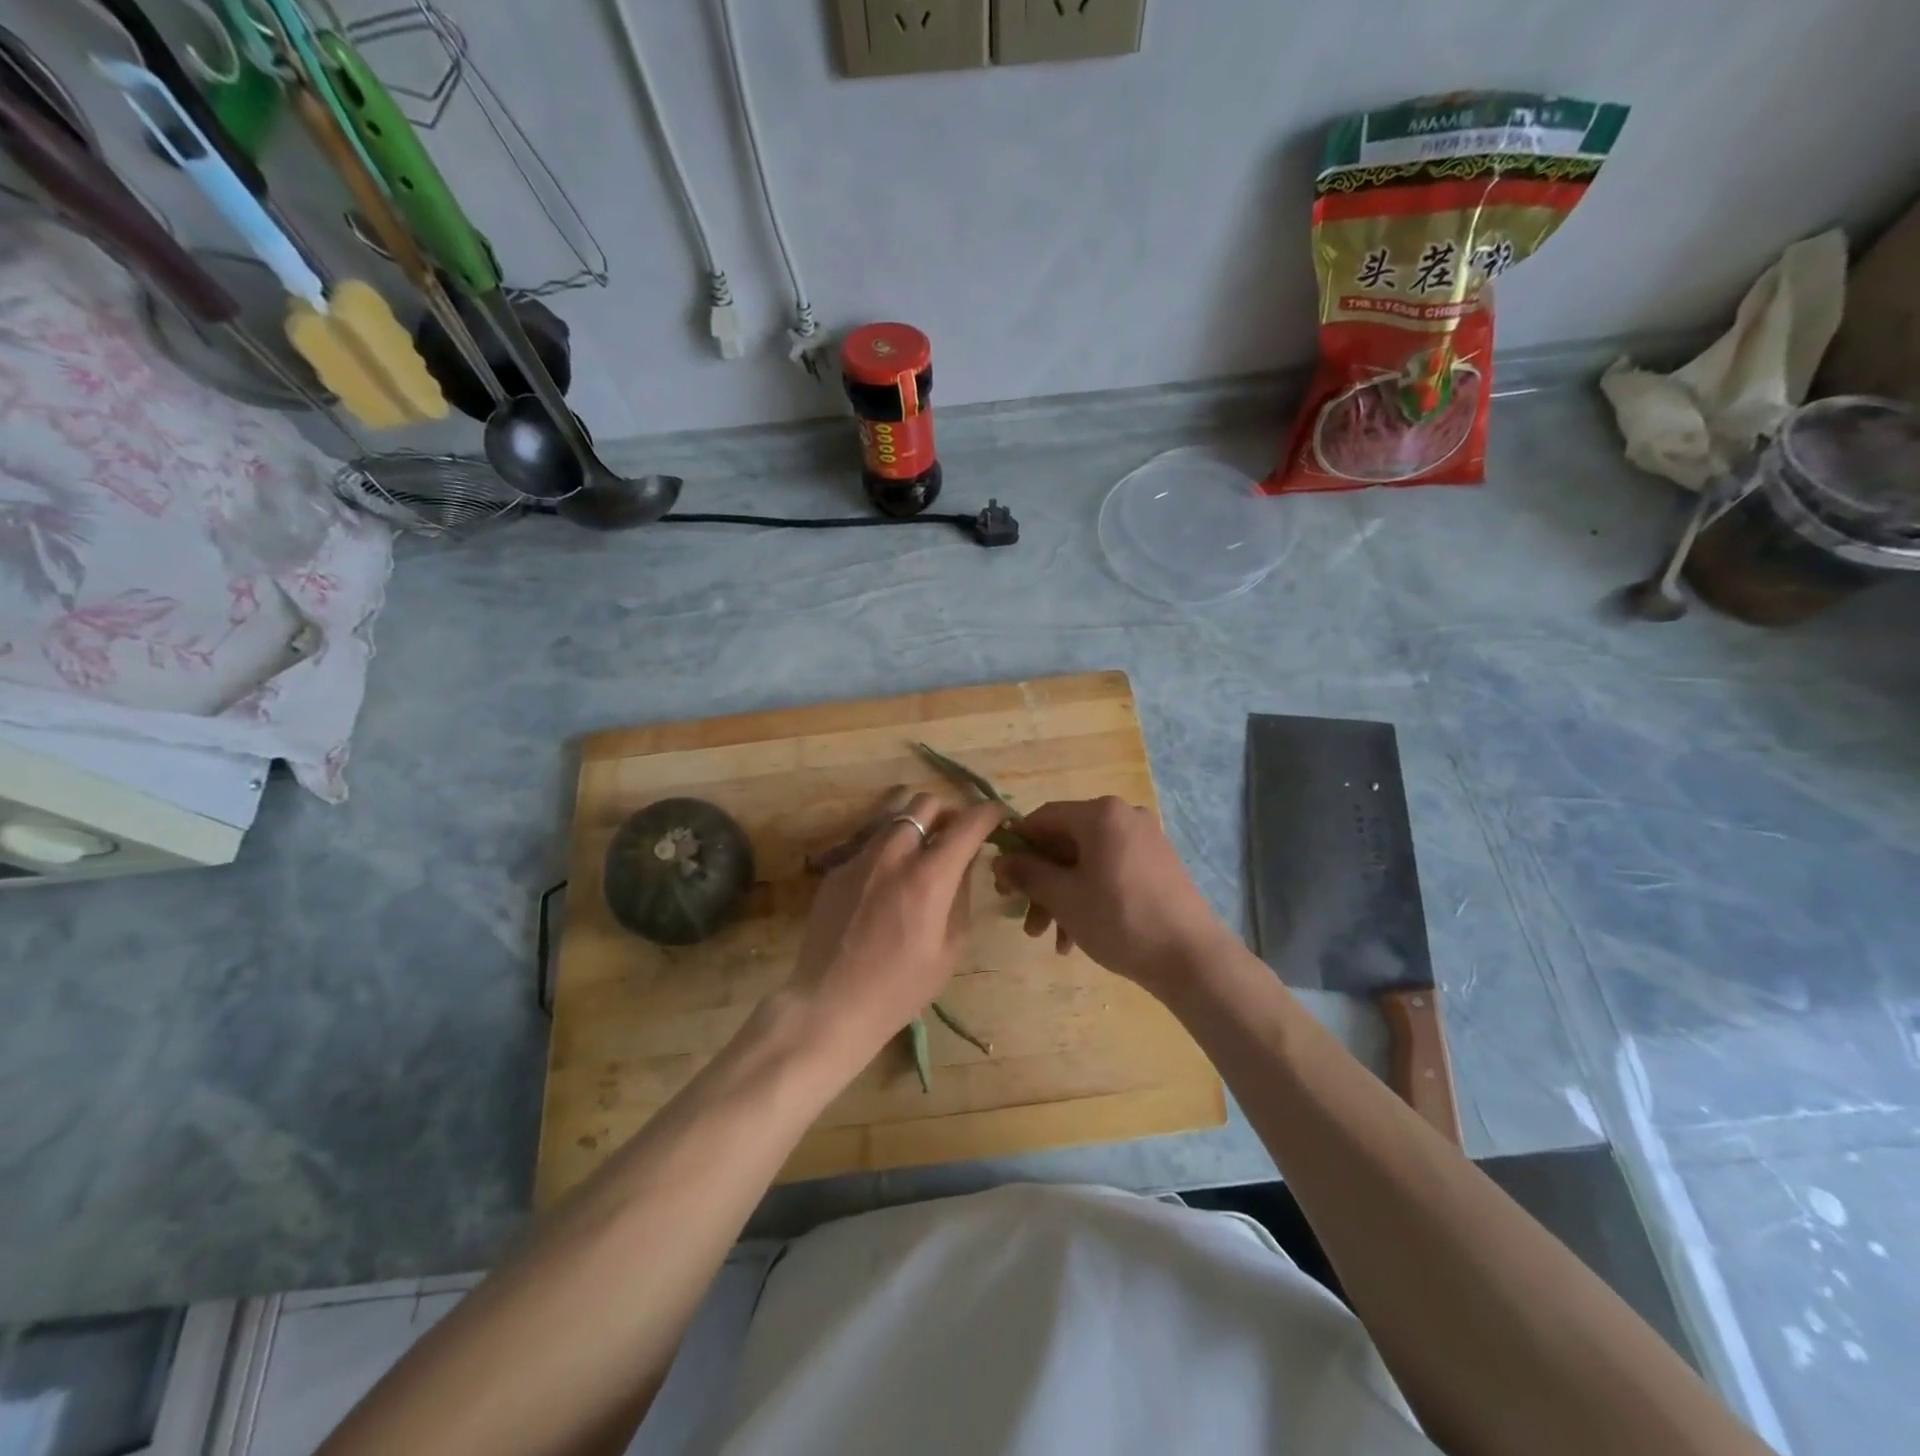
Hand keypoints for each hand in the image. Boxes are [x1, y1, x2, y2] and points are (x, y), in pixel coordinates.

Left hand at [788, 791, 1006, 1069]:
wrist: (830, 1004)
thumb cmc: (900, 987)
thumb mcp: (950, 947)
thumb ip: (961, 894)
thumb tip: (965, 860)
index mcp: (929, 876)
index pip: (967, 823)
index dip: (989, 812)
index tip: (998, 816)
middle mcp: (893, 854)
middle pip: (926, 804)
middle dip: (948, 814)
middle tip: (956, 839)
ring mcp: (859, 858)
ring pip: (894, 818)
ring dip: (916, 828)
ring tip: (921, 856)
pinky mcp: (836, 869)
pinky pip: (869, 844)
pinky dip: (888, 851)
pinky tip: (887, 884)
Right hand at [992, 797, 1233, 996]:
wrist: (1191, 957)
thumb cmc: (1120, 919)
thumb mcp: (1064, 898)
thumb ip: (1027, 873)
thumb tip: (1000, 860)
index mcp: (1100, 814)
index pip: (1042, 818)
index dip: (1016, 848)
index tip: (1002, 882)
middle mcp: (1123, 817)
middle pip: (1065, 843)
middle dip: (1041, 883)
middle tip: (1025, 920)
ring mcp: (1144, 840)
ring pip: (1086, 862)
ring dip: (1062, 897)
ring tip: (1049, 939)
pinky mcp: (1157, 864)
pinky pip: (1109, 872)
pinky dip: (1088, 897)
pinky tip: (1076, 938)